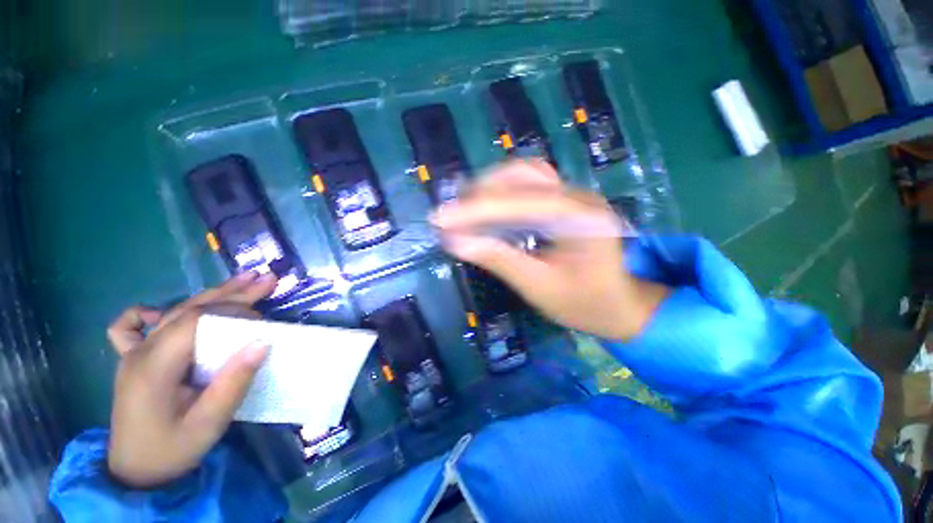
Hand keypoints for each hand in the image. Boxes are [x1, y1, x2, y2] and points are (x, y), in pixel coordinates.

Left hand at [106, 272, 276, 487]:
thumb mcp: (209, 424)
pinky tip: (160, 312)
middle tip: (267, 280)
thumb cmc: (172, 450)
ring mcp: (133, 354)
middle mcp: (141, 351)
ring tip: (243, 280)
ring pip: (173, 312)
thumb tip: (263, 342)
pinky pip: (130, 327)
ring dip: (211, 296)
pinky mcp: (132, 360)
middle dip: (232, 293)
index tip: (263, 321)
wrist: (134, 473)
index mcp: (154, 367)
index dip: (232, 313)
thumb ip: (233, 383)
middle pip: (189, 310)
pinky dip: (146, 314)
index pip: (195, 322)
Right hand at [431, 160, 668, 340]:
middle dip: (480, 193)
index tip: (441, 219)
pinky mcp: (562, 202)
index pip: (522, 201)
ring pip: (524, 175)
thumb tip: (456, 242)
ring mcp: (572, 196)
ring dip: (489, 188)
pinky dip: (500, 194)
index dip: (478, 209)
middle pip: (523, 176)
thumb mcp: (540, 288)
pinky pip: (527, 187)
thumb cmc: (586, 304)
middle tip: (448, 215)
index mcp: (583, 218)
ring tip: (461, 210)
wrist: (618, 305)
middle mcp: (579, 196)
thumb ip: (499, 260)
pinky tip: (482, 208)